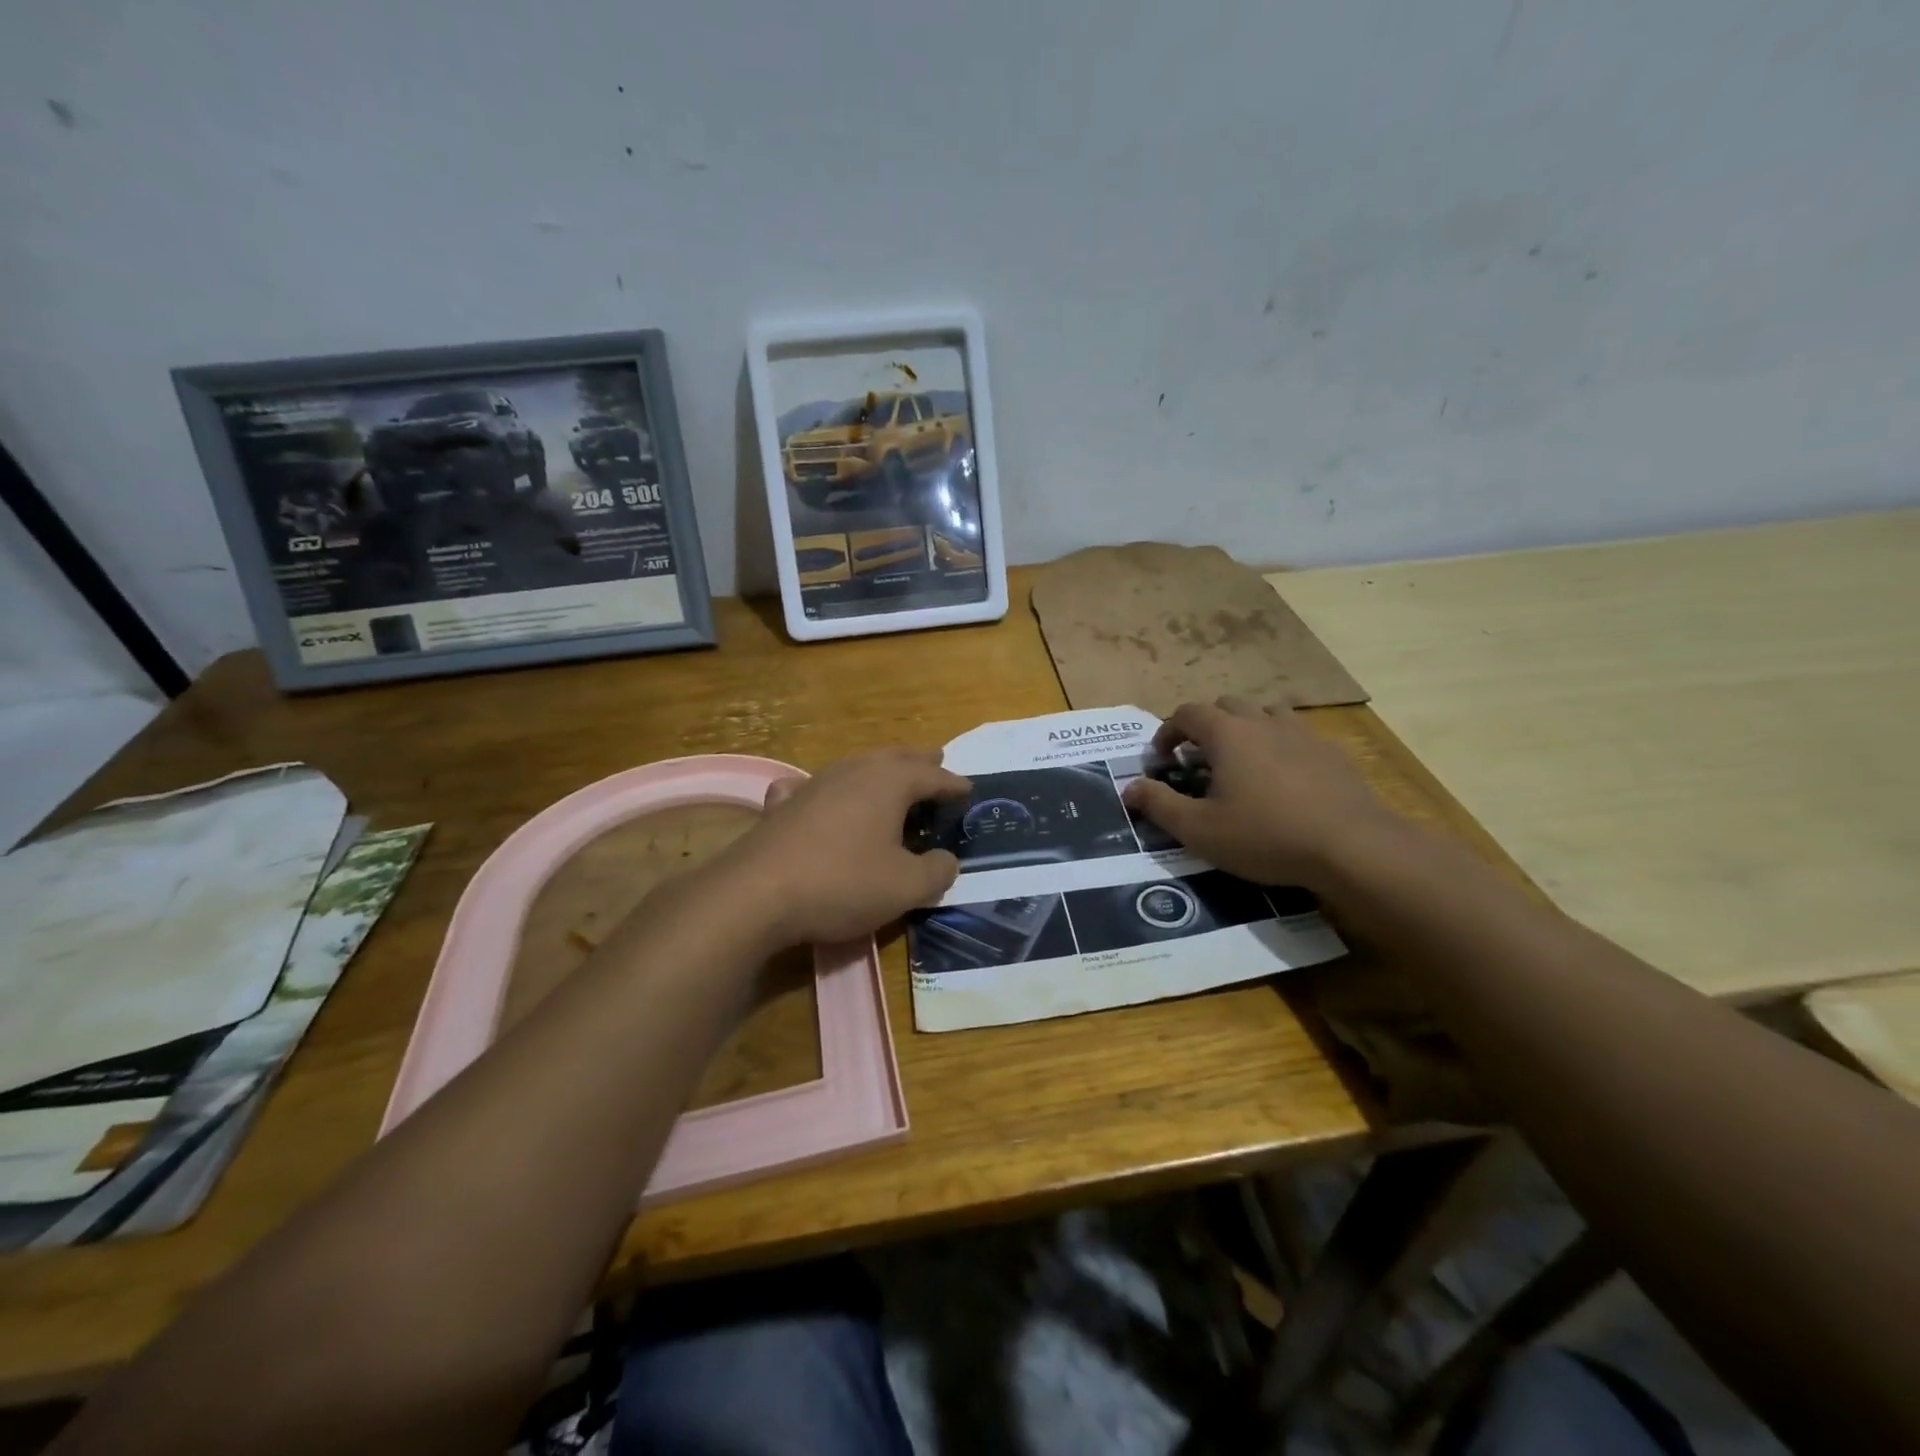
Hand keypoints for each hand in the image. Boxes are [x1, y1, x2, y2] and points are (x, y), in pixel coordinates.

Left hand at [719, 749, 970, 945]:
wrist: (757, 893)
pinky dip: (828, 787)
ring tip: (892, 775)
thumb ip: (938, 872)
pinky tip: (818, 793)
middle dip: (919, 761)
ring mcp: (815, 784)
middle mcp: (854, 771)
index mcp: (890, 782)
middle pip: (895, 757)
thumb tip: (948, 860)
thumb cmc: (843, 883)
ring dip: (880, 769)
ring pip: (856, 765)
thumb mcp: (906, 887)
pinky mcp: (784, 805)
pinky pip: (813, 786)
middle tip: (936, 759)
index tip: (970, 790)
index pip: (933, 776)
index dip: (954, 784)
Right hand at [1121, 696, 1402, 889]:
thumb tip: (1128, 788)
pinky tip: (1284, 780)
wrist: (1353, 846)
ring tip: (1242, 762)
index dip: (1168, 732)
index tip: (1162, 759)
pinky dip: (1279, 746)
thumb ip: (1159, 805)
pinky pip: (1296, 735)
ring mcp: (1302, 733)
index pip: (1187, 713)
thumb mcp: (1200, 830)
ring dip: (1245, 728)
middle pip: (1226, 705)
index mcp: (1227, 734)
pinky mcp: (1331, 752)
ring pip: (1265, 713)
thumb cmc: (1265, 836)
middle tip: (1199, 760)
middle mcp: (1262, 722)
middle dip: (1205, 726)